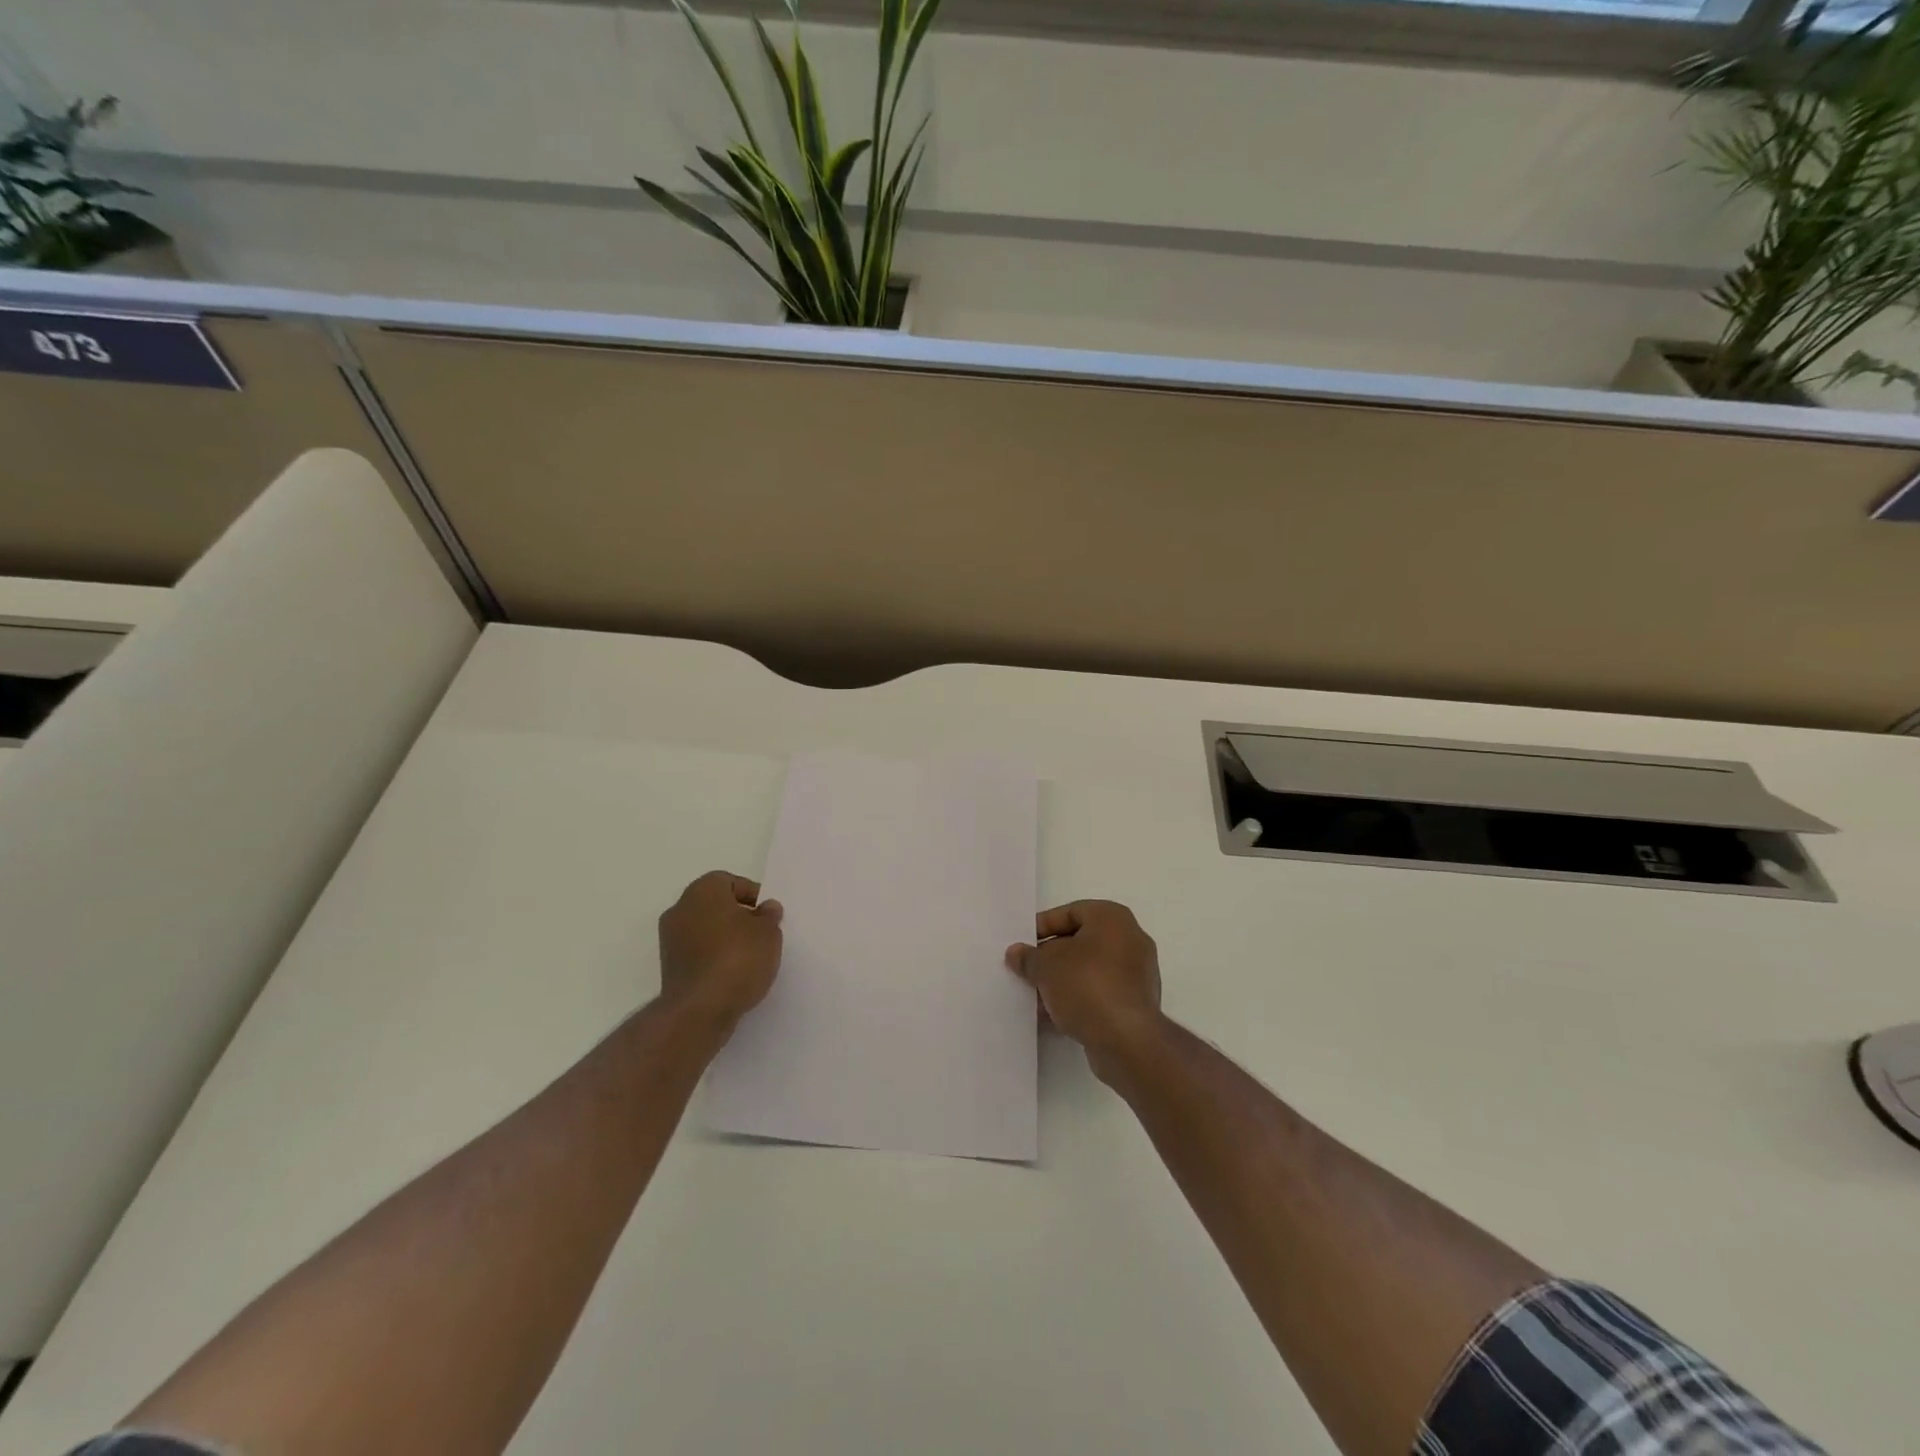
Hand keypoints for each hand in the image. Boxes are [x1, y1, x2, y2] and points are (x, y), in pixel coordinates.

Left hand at [657, 871, 783, 1033]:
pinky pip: (697, 951)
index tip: (768, 915)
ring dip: (724, 937)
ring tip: (749, 956)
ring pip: (704, 928)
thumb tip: (766, 908)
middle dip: (737, 915)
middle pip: (715, 904)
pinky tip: (732, 972)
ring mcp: (670, 939)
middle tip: (761, 933)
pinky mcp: (668, 966)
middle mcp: (680, 908)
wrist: (700, 1009)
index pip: (730, 882)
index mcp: (703, 890)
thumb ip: (769, 916)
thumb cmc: (738, 958)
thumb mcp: (768, 933)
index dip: (752, 895)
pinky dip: (713, 956)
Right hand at [1005, 900, 1163, 1076]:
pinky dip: (1078, 999)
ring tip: (1035, 997)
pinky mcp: (1136, 1003)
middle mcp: (1130, 939)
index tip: (1023, 945)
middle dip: (1051, 957)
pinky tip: (1054, 1016)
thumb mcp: (1046, 966)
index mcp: (1112, 918)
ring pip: (1090, 970)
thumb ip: (1028, 957)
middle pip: (1081, 942)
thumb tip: (1016, 953)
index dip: (1043, 926)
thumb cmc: (1086, 986)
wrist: (1126, 1040)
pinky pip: (1100, 992)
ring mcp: (1137, 973)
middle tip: (1027, 970)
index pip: (1071, 912)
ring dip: (1062, 981)